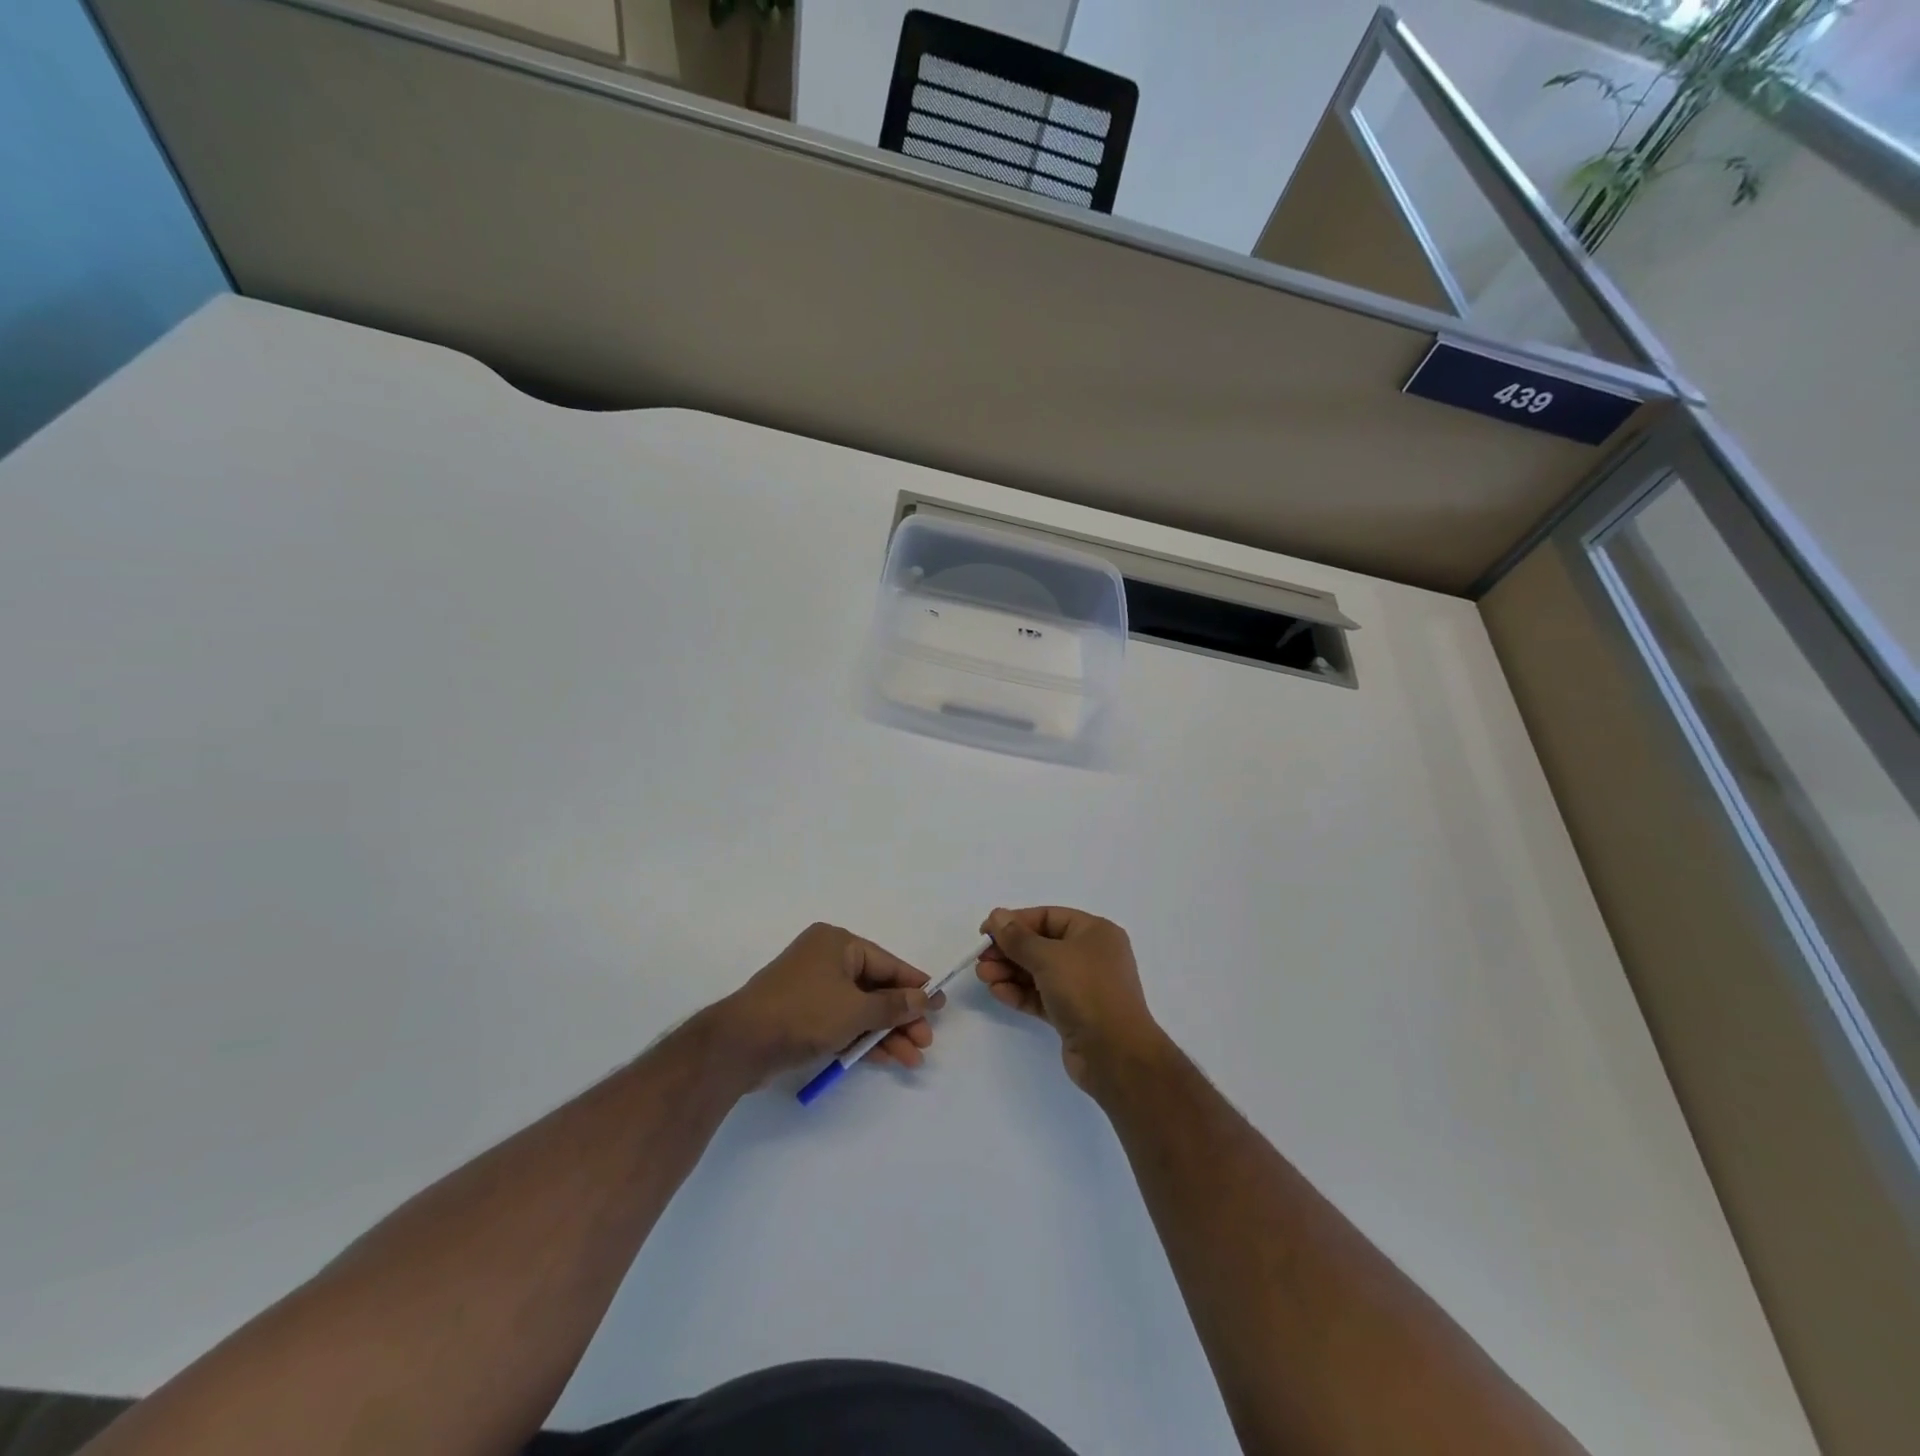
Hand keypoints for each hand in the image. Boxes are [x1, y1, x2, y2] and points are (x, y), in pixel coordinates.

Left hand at [716, 923, 945, 1086]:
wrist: (740, 1044)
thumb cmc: (803, 1013)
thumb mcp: (855, 1010)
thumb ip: (893, 1006)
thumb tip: (924, 997)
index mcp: (838, 943)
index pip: (887, 963)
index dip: (915, 985)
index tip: (940, 1004)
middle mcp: (826, 960)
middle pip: (876, 988)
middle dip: (901, 1016)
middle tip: (926, 1041)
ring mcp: (813, 988)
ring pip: (860, 1009)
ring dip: (886, 1033)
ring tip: (913, 1059)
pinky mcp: (803, 1015)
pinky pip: (843, 1022)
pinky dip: (862, 1038)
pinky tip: (887, 1058)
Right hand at [978, 907, 1161, 1090]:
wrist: (1115, 1054)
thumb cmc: (1086, 991)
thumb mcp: (1048, 957)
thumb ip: (1018, 937)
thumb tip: (997, 915)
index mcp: (1094, 932)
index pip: (1048, 917)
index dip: (1015, 922)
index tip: (985, 932)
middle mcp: (1091, 955)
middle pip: (1041, 945)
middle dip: (1009, 951)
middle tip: (981, 959)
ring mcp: (1083, 986)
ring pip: (1039, 972)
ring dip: (1010, 972)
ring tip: (983, 977)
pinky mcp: (1074, 1014)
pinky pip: (1042, 996)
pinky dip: (1020, 993)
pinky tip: (997, 992)